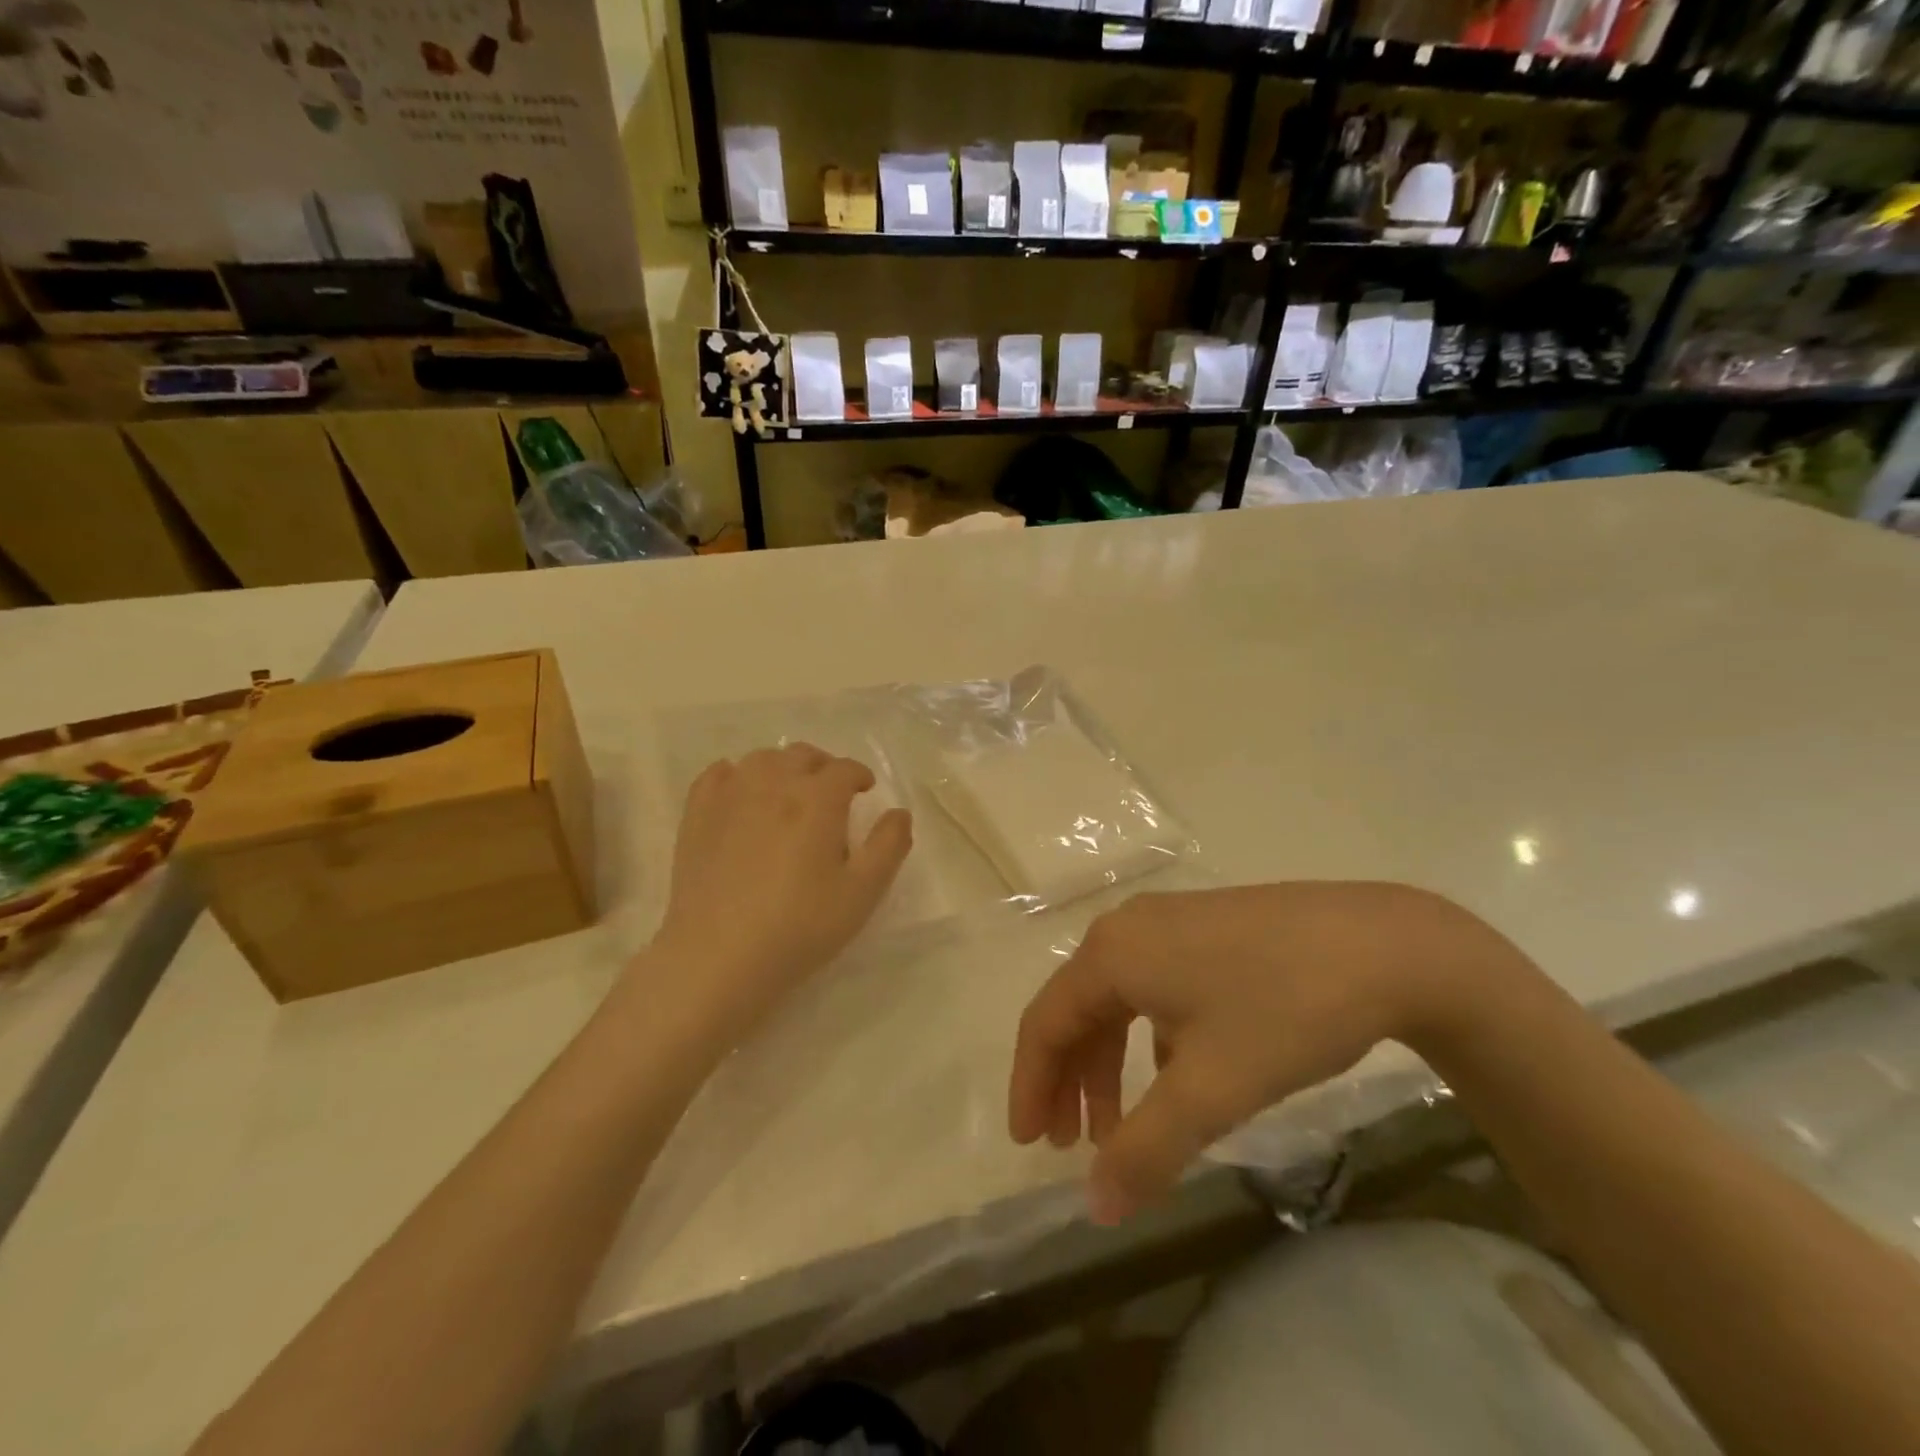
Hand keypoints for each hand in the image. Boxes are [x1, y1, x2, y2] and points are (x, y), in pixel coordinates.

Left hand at [650, 744, 911, 1036]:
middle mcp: (774, 783)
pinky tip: (742, 795)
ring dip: (784, 767)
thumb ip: (889, 846)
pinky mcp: (697, 815)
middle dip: (824, 767)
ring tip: (790, 792)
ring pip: (763, 759)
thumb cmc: (799, 927)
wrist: (718, 957)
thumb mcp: (862, 893)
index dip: (860, 776)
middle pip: (804, 756)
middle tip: (832, 794)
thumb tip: (899, 812)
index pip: (845, 769)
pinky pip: (719, 773)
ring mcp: (731, 796)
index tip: (865, 791)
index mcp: (818, 799)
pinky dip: (737, 775)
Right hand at [1009, 883, 1527, 1223]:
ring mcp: (1167, 921)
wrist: (1384, 945)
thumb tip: (1095, 1209)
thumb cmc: (1283, 1010)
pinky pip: (1153, 987)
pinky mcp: (1204, 927)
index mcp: (1110, 953)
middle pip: (1077, 1009)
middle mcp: (1127, 928)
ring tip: (1123, 1126)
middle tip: (1072, 1146)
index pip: (1046, 1023)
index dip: (1030, 1086)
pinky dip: (1148, 1039)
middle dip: (1070, 1081)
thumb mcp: (1211, 1089)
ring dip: (1110, 1063)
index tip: (1028, 1147)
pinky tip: (1177, 1078)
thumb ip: (1145, 1150)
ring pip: (1117, 999)